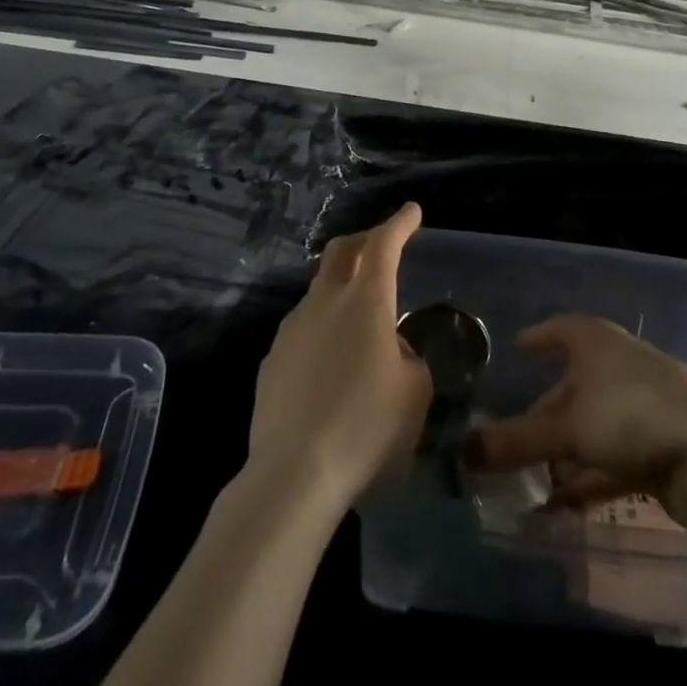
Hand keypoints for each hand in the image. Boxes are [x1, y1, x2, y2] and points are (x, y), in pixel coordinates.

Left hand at [245, 203, 432, 518]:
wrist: (294, 474)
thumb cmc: (366, 429)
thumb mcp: (414, 393)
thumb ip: (408, 358)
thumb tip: (390, 349)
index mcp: (365, 302)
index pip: (384, 246)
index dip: (399, 224)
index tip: (411, 210)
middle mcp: (325, 302)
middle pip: (341, 252)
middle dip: (365, 239)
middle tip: (382, 243)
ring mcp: (292, 329)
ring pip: (320, 291)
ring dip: (342, 289)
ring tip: (360, 321)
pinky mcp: (272, 360)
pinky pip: (304, 330)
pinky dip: (323, 330)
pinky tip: (331, 366)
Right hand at [466, 314, 686, 531]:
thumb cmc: (632, 415)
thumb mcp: (566, 428)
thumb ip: (515, 442)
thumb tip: (461, 453)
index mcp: (596, 343)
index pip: (560, 330)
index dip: (538, 338)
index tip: (517, 348)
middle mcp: (618, 366)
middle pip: (572, 389)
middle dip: (543, 418)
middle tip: (512, 442)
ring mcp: (642, 407)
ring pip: (591, 429)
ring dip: (563, 457)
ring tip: (530, 485)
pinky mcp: (659, 448)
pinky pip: (611, 460)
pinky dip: (587, 479)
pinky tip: (562, 506)